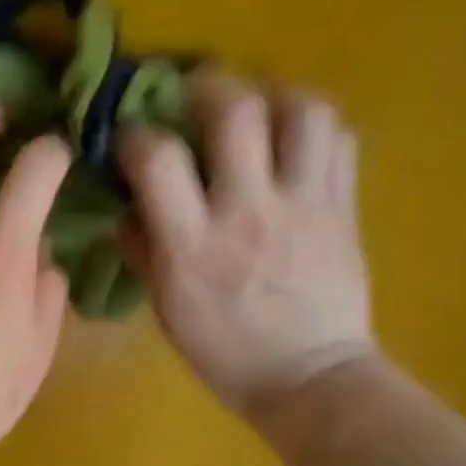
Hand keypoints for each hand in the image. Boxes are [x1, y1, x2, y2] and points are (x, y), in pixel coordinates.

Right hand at [118, 68, 374, 422]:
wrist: (309, 379)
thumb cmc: (225, 351)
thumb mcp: (166, 308)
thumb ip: (142, 251)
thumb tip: (121, 208)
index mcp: (193, 245)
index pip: (157, 159)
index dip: (135, 133)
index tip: (130, 136)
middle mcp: (249, 212)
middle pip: (236, 110)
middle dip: (208, 86)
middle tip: (195, 94)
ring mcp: (304, 205)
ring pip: (302, 110)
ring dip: (273, 94)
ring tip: (255, 107)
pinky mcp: (344, 207)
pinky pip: (339, 139)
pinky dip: (313, 125)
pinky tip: (292, 140)